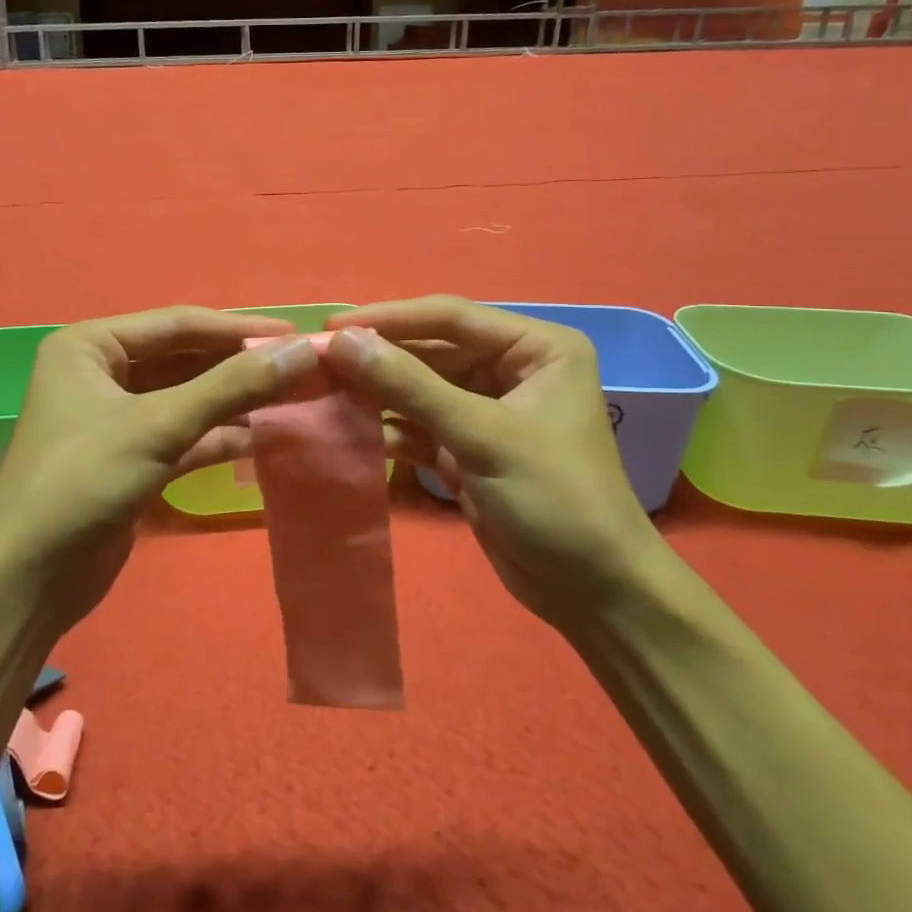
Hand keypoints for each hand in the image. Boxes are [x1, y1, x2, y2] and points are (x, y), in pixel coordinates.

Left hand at [0, 307, 319, 634]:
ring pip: (186, 398)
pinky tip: (261, 437)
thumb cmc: (83, 481)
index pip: (178, 324)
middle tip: (300, 368)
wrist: (28, 578)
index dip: (239, 329)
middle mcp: (100, 373)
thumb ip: (232, 386)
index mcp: (91, 345)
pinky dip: (218, 435)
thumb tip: (303, 350)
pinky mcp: (128, 458)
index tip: (296, 335)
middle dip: (238, 366)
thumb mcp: (160, 425)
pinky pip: (182, 434)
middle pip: (183, 359)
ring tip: (292, 399)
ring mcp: (114, 418)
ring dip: (234, 401)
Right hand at [323, 297, 670, 631]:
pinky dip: (390, 428)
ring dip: (378, 393)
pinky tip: (351, 430)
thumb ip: (409, 386)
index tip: (332, 329)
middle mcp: (513, 369)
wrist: (592, 592)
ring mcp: (489, 410)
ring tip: (325, 393)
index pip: (450, 318)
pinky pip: (420, 424)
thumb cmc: (554, 498)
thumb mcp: (481, 435)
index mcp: (536, 348)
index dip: (389, 319)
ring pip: (421, 388)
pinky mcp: (469, 447)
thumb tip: (343, 342)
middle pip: (431, 351)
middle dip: (380, 359)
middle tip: (319, 361)